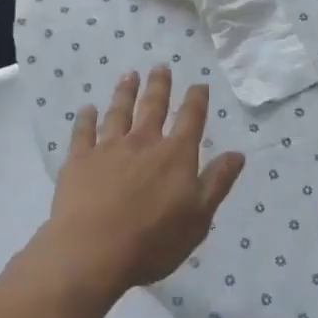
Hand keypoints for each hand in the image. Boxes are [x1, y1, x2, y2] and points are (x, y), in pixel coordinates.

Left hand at [42, 68, 244, 294]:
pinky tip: (87, 108)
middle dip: (159, 85)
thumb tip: (238, 153)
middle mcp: (143, 142)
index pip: (191, 119)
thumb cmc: (153, 241)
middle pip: (153, 106)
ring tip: (129, 75)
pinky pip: (83, 132)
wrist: (93, 251)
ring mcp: (108, 148)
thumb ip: (217, 182)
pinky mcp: (79, 159)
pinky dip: (86, 118)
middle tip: (161, 66)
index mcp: (175, 155)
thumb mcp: (199, 218)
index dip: (196, 100)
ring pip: (119, 112)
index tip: (199, 84)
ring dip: (125, 92)